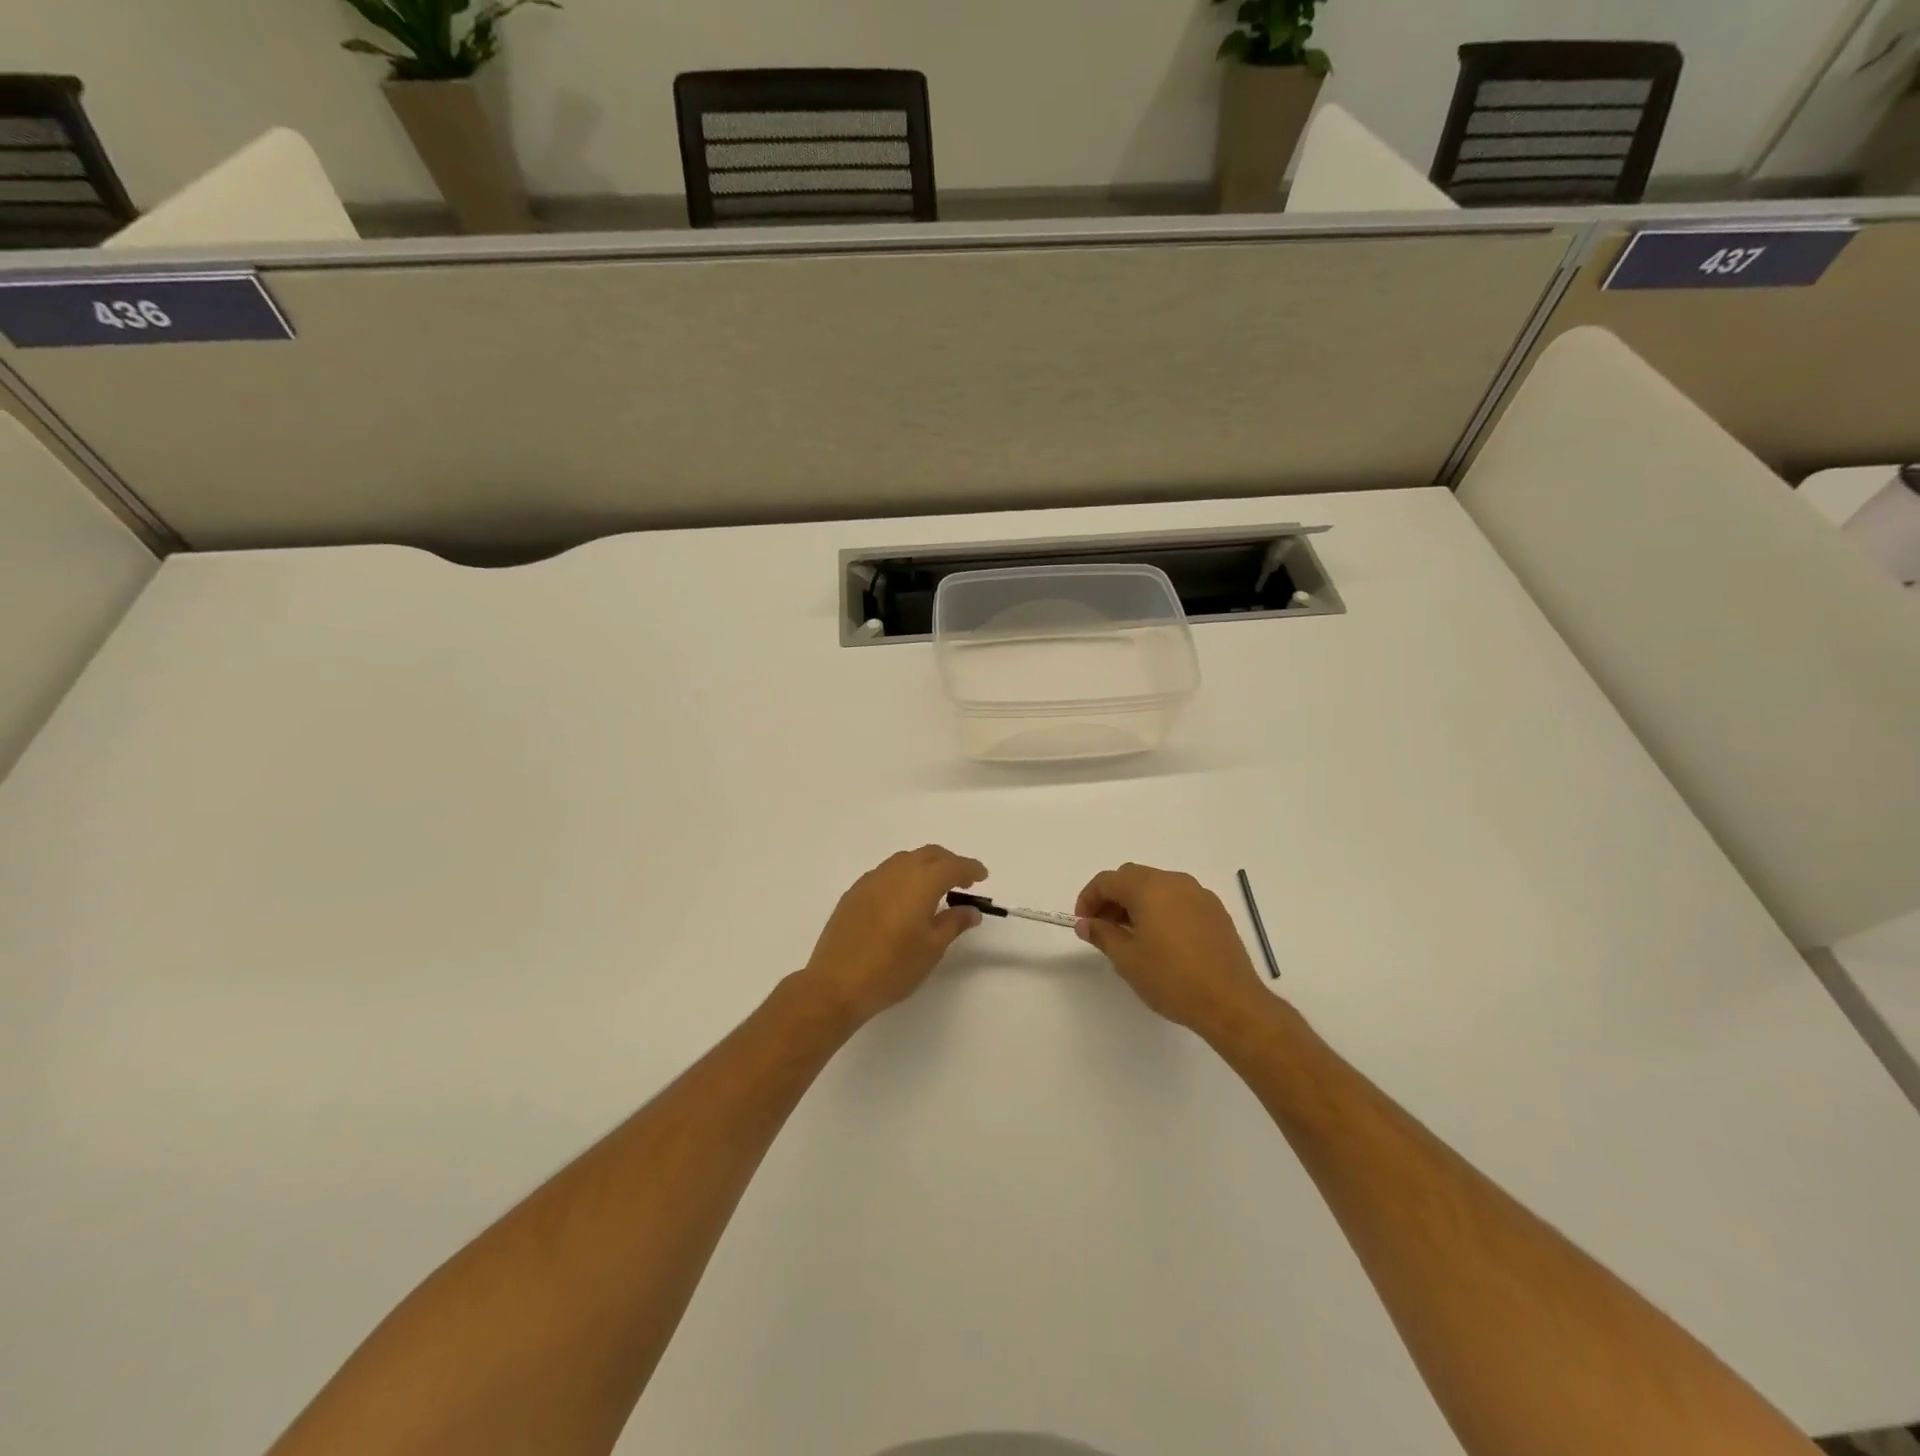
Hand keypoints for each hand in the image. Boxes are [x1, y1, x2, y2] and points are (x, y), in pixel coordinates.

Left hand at [800, 846, 987, 1026]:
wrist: (837, 983)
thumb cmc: (892, 968)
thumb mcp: (932, 948)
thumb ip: (954, 923)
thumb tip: (970, 910)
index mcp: (920, 882)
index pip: (952, 865)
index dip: (970, 868)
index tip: (982, 876)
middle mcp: (895, 872)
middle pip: (928, 855)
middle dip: (948, 862)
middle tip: (962, 881)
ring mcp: (871, 880)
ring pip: (905, 860)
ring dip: (924, 867)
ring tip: (934, 890)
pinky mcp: (854, 893)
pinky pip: (886, 873)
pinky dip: (903, 876)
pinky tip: (903, 899)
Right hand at [1075, 863, 1267, 1033]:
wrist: (1230, 1002)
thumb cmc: (1171, 979)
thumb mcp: (1127, 959)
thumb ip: (1102, 934)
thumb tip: (1086, 923)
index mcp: (1148, 888)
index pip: (1107, 880)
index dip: (1088, 899)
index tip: (1084, 923)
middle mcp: (1174, 881)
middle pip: (1132, 878)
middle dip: (1112, 898)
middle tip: (1103, 928)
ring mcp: (1199, 894)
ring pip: (1157, 886)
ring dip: (1137, 902)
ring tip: (1131, 936)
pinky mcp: (1215, 911)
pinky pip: (1178, 898)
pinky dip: (1161, 909)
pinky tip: (1161, 939)